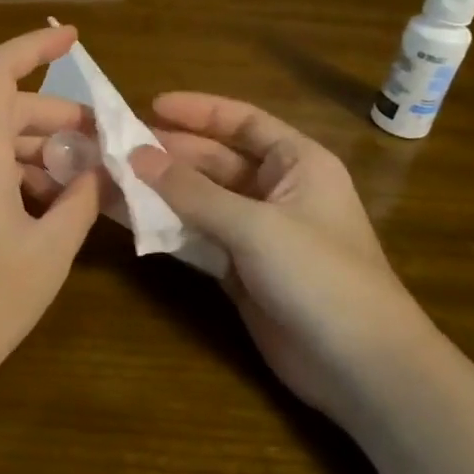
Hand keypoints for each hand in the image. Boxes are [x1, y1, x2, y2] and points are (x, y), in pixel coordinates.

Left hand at [0, 25, 100, 424]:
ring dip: (38, 152)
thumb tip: (100, 170)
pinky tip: (46, 208)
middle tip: (105, 145)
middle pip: (4, 110)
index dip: (34, 48)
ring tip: (84, 183)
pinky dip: (13, 174)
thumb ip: (78, 201)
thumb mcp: (47, 253)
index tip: (73, 38)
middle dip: (57, 120)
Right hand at [129, 93, 438, 421]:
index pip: (243, 122)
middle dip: (170, 154)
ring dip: (161, 192)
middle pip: (216, 161)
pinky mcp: (241, 270)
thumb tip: (136, 155)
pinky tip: (130, 219)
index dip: (199, 111)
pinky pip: (197, 238)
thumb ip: (192, 192)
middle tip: (118, 147)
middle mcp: (277, 191)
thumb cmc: (319, 275)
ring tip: (111, 178)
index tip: (151, 106)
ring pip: (201, 201)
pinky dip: (167, 229)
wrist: (361, 367)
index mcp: (298, 164)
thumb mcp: (255, 225)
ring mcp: (257, 233)